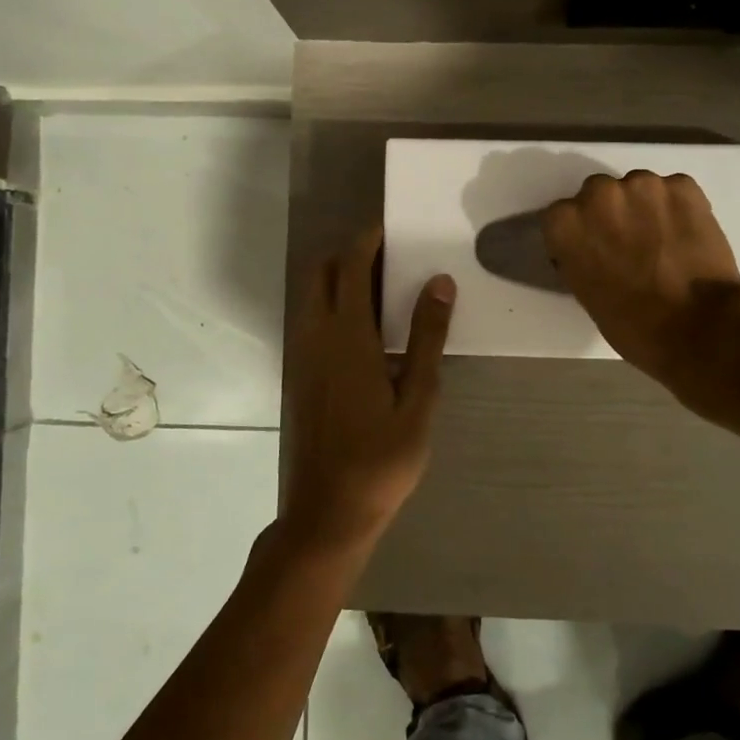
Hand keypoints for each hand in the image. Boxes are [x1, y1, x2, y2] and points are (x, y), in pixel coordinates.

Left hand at [282, 226, 454, 563]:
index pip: (351, 267)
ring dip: (340, 278)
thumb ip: (426, 338)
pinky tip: (368, 330)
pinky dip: (334, 305)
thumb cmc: (382, 460)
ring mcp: (303, 357)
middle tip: (390, 257)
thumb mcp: (418, 400)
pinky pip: (313, 321)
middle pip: (322, 272)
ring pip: (314, 296)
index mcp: (347, 337)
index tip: (392, 227)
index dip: (368, 240)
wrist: (328, 512)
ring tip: (385, 289)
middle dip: (350, 253)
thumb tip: (438, 282)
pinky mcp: (301, 376)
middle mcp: (317, 337)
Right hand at [542, 170, 739, 408]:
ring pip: (638, 188)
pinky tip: (687, 236)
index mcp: (565, 223)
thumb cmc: (632, 323)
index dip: (580, 233)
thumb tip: (593, 248)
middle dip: (610, 213)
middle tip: (629, 243)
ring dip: (645, 207)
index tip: (594, 250)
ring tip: (663, 241)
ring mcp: (643, 184)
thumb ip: (580, 256)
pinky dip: (679, 208)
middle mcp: (598, 193)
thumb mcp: (585, 291)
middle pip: (598, 192)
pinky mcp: (683, 185)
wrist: (697, 326)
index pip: (562, 216)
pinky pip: (674, 190)